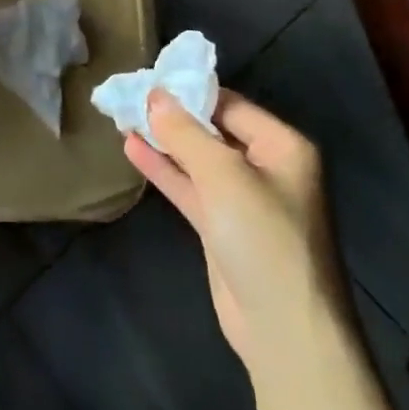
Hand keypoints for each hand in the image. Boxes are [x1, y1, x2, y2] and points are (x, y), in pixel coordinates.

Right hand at [124, 89, 346, 370]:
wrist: (285, 330)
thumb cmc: (264, 239)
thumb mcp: (223, 176)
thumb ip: (185, 133)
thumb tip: (155, 95)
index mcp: (283, 146)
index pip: (229, 104)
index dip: (188, 91)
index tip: (146, 79)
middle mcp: (267, 167)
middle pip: (213, 130)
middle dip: (172, 115)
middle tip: (128, 95)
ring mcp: (244, 200)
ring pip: (197, 159)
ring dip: (164, 141)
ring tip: (123, 116)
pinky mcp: (223, 227)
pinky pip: (191, 187)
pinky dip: (164, 169)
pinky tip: (132, 149)